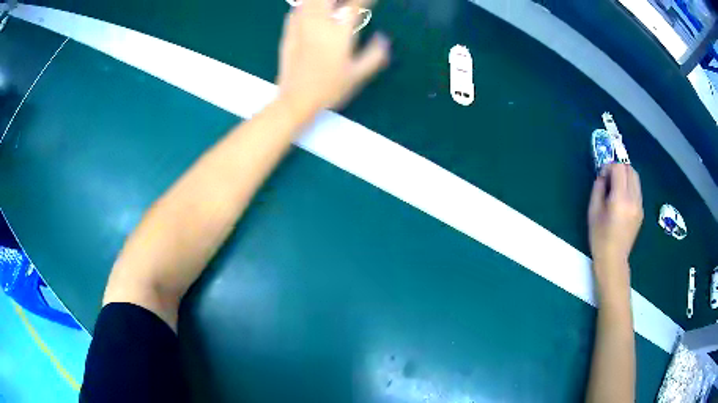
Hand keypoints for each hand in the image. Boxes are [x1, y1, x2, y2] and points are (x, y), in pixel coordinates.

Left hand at [277, 0, 389, 114]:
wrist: (295, 100)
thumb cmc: (329, 89)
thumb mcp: (358, 75)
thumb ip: (375, 55)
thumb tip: (384, 39)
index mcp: (339, 32)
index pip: (355, 5)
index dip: (365, 0)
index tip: (371, 1)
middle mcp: (319, 23)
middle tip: (347, 5)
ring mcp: (301, 26)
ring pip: (310, 1)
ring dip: (323, 2)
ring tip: (331, 7)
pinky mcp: (288, 32)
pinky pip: (297, 9)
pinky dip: (305, 5)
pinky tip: (311, 10)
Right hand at [588, 164, 643, 266]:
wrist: (613, 260)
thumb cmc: (600, 238)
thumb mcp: (593, 211)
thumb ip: (598, 188)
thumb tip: (603, 175)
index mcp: (620, 199)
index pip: (619, 168)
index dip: (610, 166)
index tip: (602, 175)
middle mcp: (633, 199)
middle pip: (630, 170)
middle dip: (619, 168)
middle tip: (609, 178)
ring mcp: (639, 205)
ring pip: (636, 178)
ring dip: (626, 176)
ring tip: (616, 187)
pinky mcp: (641, 211)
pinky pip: (637, 190)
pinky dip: (629, 187)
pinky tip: (622, 199)